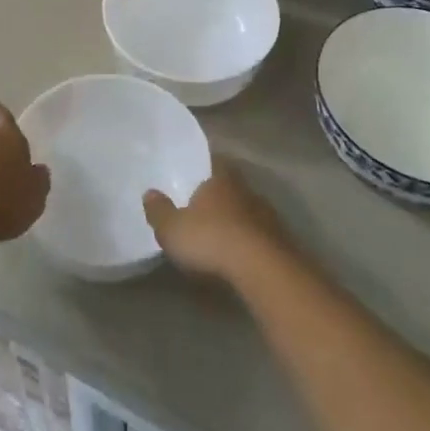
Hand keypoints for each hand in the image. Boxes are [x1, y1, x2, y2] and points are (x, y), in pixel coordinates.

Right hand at [144, 162, 288, 283]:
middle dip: (219, 195)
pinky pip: (259, 233)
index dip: (204, 166)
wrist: (263, 269)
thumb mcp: (172, 229)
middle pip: (231, 185)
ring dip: (236, 218)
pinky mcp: (280, 239)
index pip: (213, 161)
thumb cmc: (212, 239)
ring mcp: (266, 213)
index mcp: (219, 178)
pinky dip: (249, 240)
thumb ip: (159, 211)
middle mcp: (245, 189)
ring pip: (247, 209)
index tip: (194, 173)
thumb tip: (149, 192)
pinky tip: (240, 253)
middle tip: (204, 206)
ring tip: (221, 233)